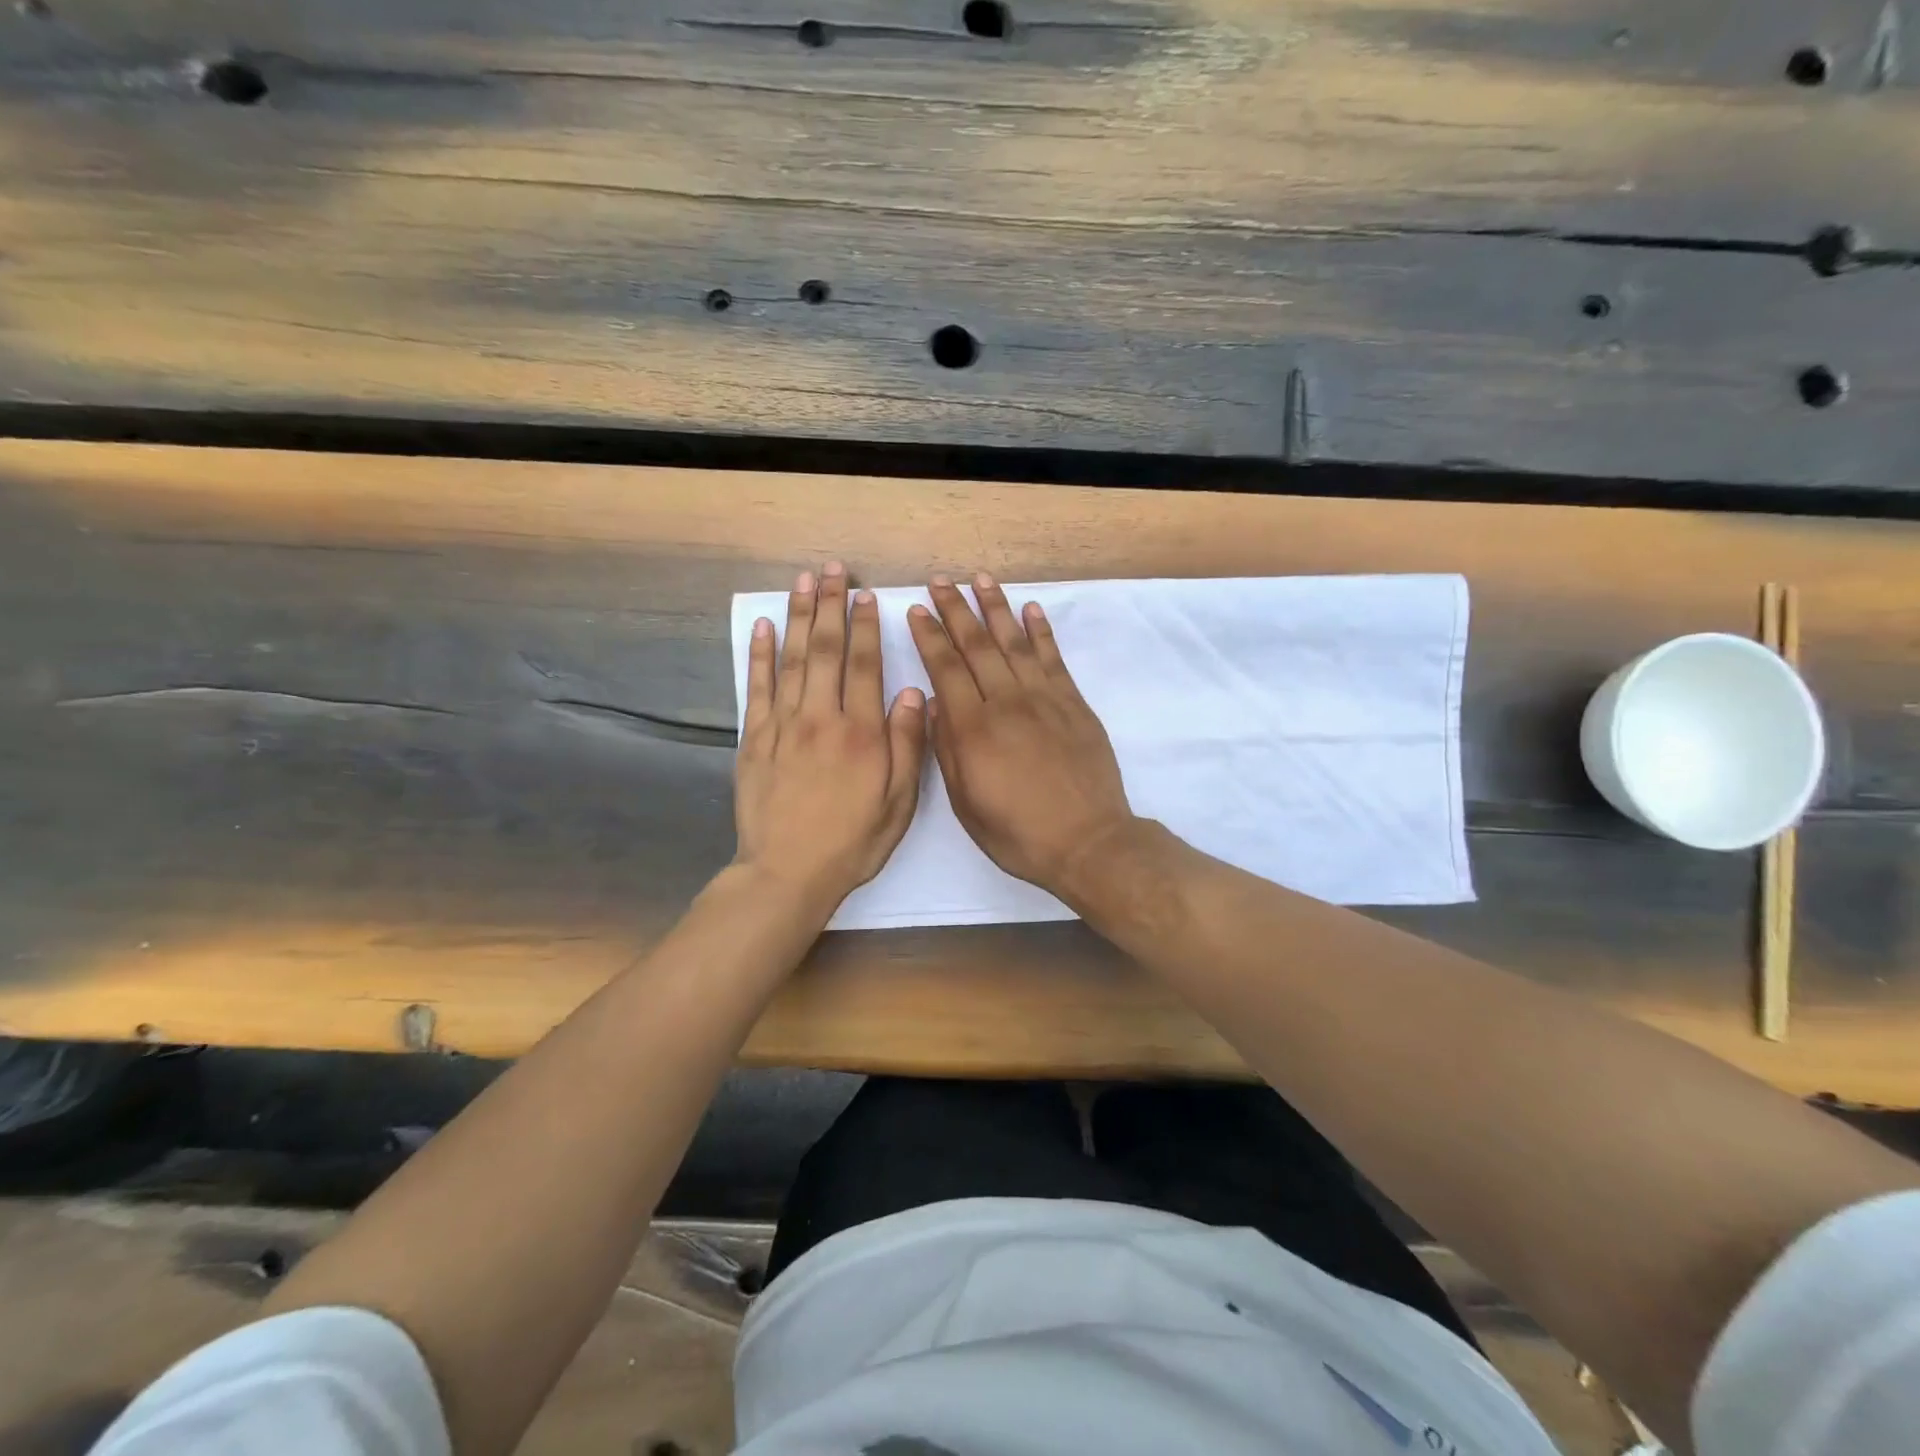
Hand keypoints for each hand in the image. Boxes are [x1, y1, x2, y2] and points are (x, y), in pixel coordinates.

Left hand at [735, 563, 926, 916]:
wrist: (786, 873)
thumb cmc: (851, 842)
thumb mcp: (898, 803)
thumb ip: (907, 746)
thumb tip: (913, 693)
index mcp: (861, 734)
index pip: (864, 665)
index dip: (865, 627)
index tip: (866, 596)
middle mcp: (820, 719)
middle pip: (824, 650)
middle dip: (830, 606)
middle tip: (832, 570)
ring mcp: (782, 726)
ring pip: (791, 660)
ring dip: (797, 617)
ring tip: (802, 582)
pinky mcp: (753, 740)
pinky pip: (756, 688)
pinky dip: (759, 655)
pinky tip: (764, 627)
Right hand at [907, 572, 1134, 895]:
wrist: (1087, 842)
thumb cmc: (1018, 832)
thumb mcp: (966, 803)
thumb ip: (947, 750)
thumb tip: (935, 703)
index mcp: (974, 729)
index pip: (946, 668)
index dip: (930, 636)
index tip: (917, 609)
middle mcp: (1006, 703)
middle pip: (977, 646)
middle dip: (956, 610)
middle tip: (941, 581)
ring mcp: (1044, 699)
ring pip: (1014, 642)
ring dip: (996, 608)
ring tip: (980, 579)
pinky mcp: (1073, 703)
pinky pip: (1053, 658)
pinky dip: (1041, 631)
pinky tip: (1031, 610)